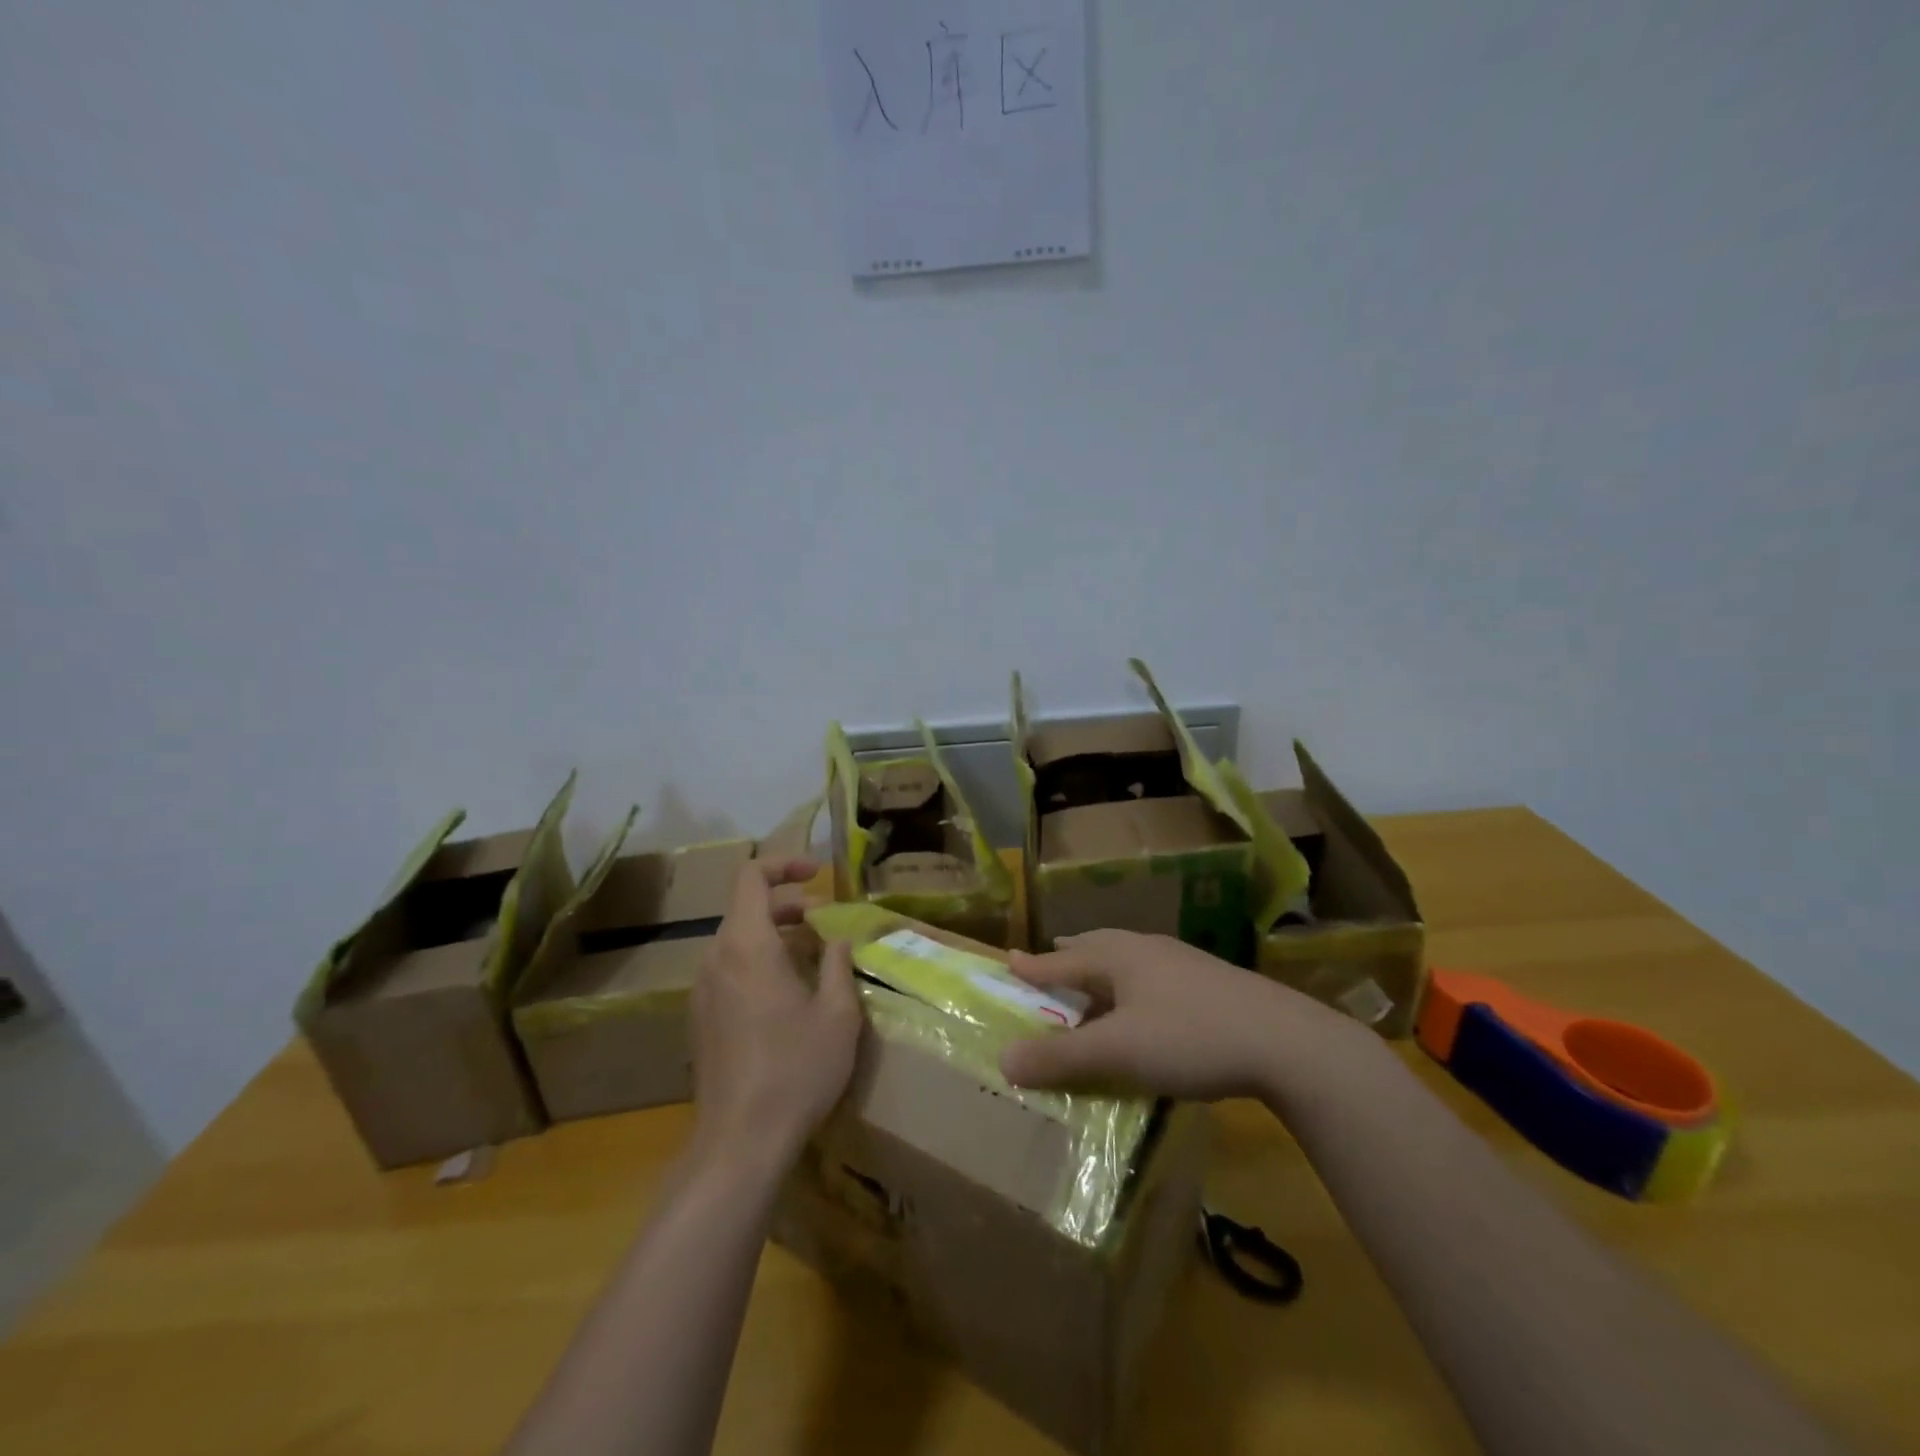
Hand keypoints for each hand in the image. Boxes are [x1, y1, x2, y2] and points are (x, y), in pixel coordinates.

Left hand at [689, 858, 860, 1176]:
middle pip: (746, 907)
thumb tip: (838, 939)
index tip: (818, 875)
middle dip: (788, 904)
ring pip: (737, 939)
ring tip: (813, 957)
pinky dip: (758, 961)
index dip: (784, 864)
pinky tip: (787, 994)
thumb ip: (839, 965)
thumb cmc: (796, 1070)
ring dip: (774, 934)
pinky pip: (729, 968)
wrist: (740, 1142)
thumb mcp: (838, 1015)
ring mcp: (702, 990)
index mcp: (747, 945)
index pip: (752, 876)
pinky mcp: (700, 1018)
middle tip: (825, 922)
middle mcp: (716, 958)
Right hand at [1000, 929, 1374, 1105]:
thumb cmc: (1190, 1037)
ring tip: (1093, 981)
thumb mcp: (1118, 1052)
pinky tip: (1146, 1006)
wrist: (1286, 1042)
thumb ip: (1061, 1056)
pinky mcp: (1210, 982)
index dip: (1034, 966)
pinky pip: (1153, 975)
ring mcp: (1183, 962)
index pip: (1064, 959)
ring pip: (1129, 959)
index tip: (1008, 960)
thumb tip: (1003, 1060)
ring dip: (1102, 970)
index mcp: (1120, 957)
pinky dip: (1132, 986)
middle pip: (1097, 947)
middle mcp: (1147, 949)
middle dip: (1069, 956)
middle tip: (1050, 960)